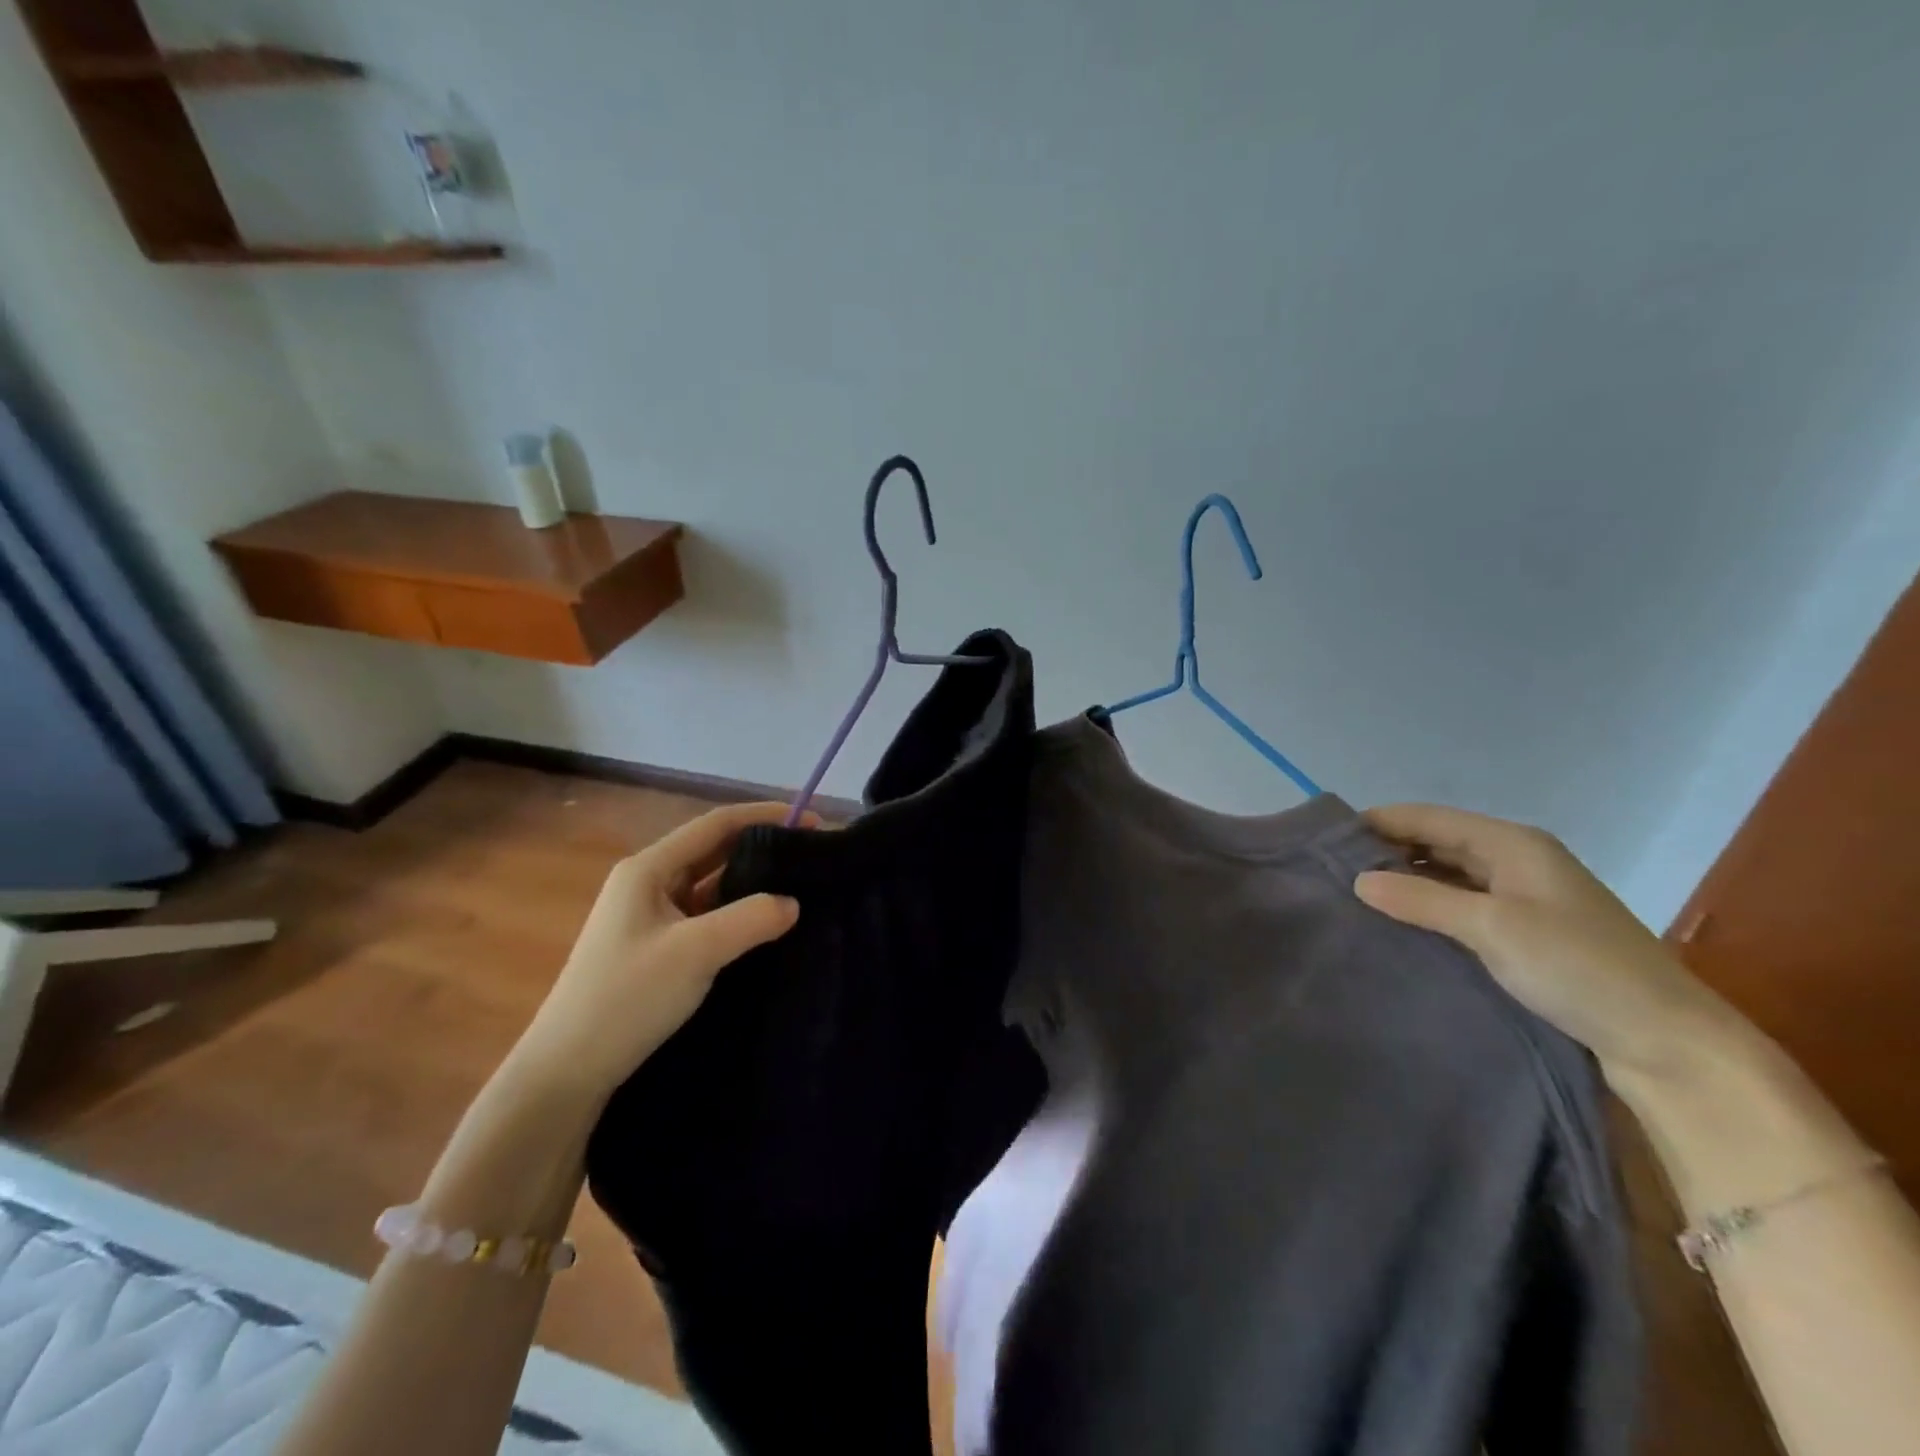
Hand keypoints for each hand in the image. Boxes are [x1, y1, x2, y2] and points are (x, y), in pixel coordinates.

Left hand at [513, 802, 805, 1101]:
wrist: (566, 1072)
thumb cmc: (626, 998)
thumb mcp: (696, 952)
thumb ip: (751, 919)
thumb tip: (794, 902)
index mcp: (649, 869)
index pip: (716, 825)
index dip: (764, 817)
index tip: (810, 822)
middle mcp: (648, 884)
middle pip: (713, 851)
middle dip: (761, 848)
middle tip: (810, 856)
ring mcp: (650, 917)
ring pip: (711, 886)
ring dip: (751, 883)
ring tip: (798, 886)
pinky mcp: (656, 948)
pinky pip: (706, 916)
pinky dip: (737, 913)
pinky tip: (765, 926)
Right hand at [1352, 803, 1749, 1083]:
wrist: (1669, 1042)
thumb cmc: (1580, 969)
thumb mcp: (1493, 927)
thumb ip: (1422, 898)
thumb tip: (1357, 879)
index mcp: (1512, 844)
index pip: (1426, 817)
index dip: (1376, 822)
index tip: (1324, 839)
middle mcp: (1516, 861)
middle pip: (1436, 841)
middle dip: (1386, 851)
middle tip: (1331, 871)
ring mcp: (1523, 897)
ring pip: (1448, 874)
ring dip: (1406, 880)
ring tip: (1354, 896)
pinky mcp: (1526, 932)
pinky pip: (1462, 904)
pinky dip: (1429, 906)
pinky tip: (1401, 923)